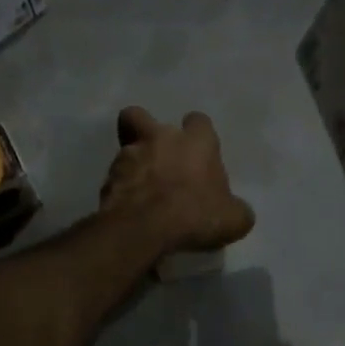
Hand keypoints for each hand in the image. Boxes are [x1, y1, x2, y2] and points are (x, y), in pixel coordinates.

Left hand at [99, 108, 255, 255]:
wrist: (144, 229)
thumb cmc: (195, 215)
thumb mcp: (233, 219)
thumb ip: (236, 210)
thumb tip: (237, 212)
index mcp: (196, 142)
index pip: (198, 121)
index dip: (198, 134)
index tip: (200, 154)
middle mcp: (160, 139)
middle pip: (141, 116)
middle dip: (144, 130)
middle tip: (155, 156)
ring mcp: (128, 155)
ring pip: (125, 148)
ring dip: (132, 164)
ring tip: (141, 191)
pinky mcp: (107, 178)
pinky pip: (114, 178)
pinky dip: (120, 189)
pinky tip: (129, 208)